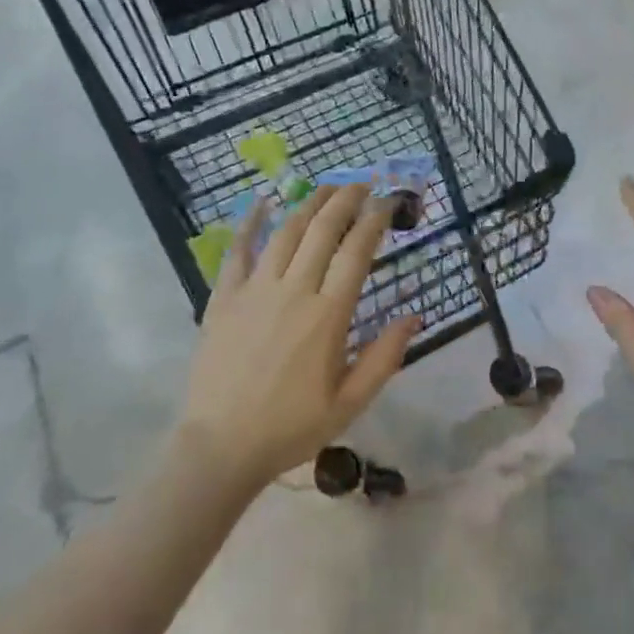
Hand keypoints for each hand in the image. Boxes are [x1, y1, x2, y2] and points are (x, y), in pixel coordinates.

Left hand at [178, 185, 419, 490]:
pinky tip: (261, 202)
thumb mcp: (349, 404)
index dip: (374, 221)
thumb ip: (384, 358)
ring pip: (286, 231)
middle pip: (323, 230)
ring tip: (327, 187)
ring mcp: (255, 290)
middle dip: (346, 200)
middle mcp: (294, 291)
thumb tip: (414, 316)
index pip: (357, 252)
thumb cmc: (290, 427)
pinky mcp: (224, 298)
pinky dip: (250, 222)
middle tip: (362, 184)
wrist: (220, 448)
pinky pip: (238, 250)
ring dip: (310, 204)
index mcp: (328, 315)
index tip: (387, 203)